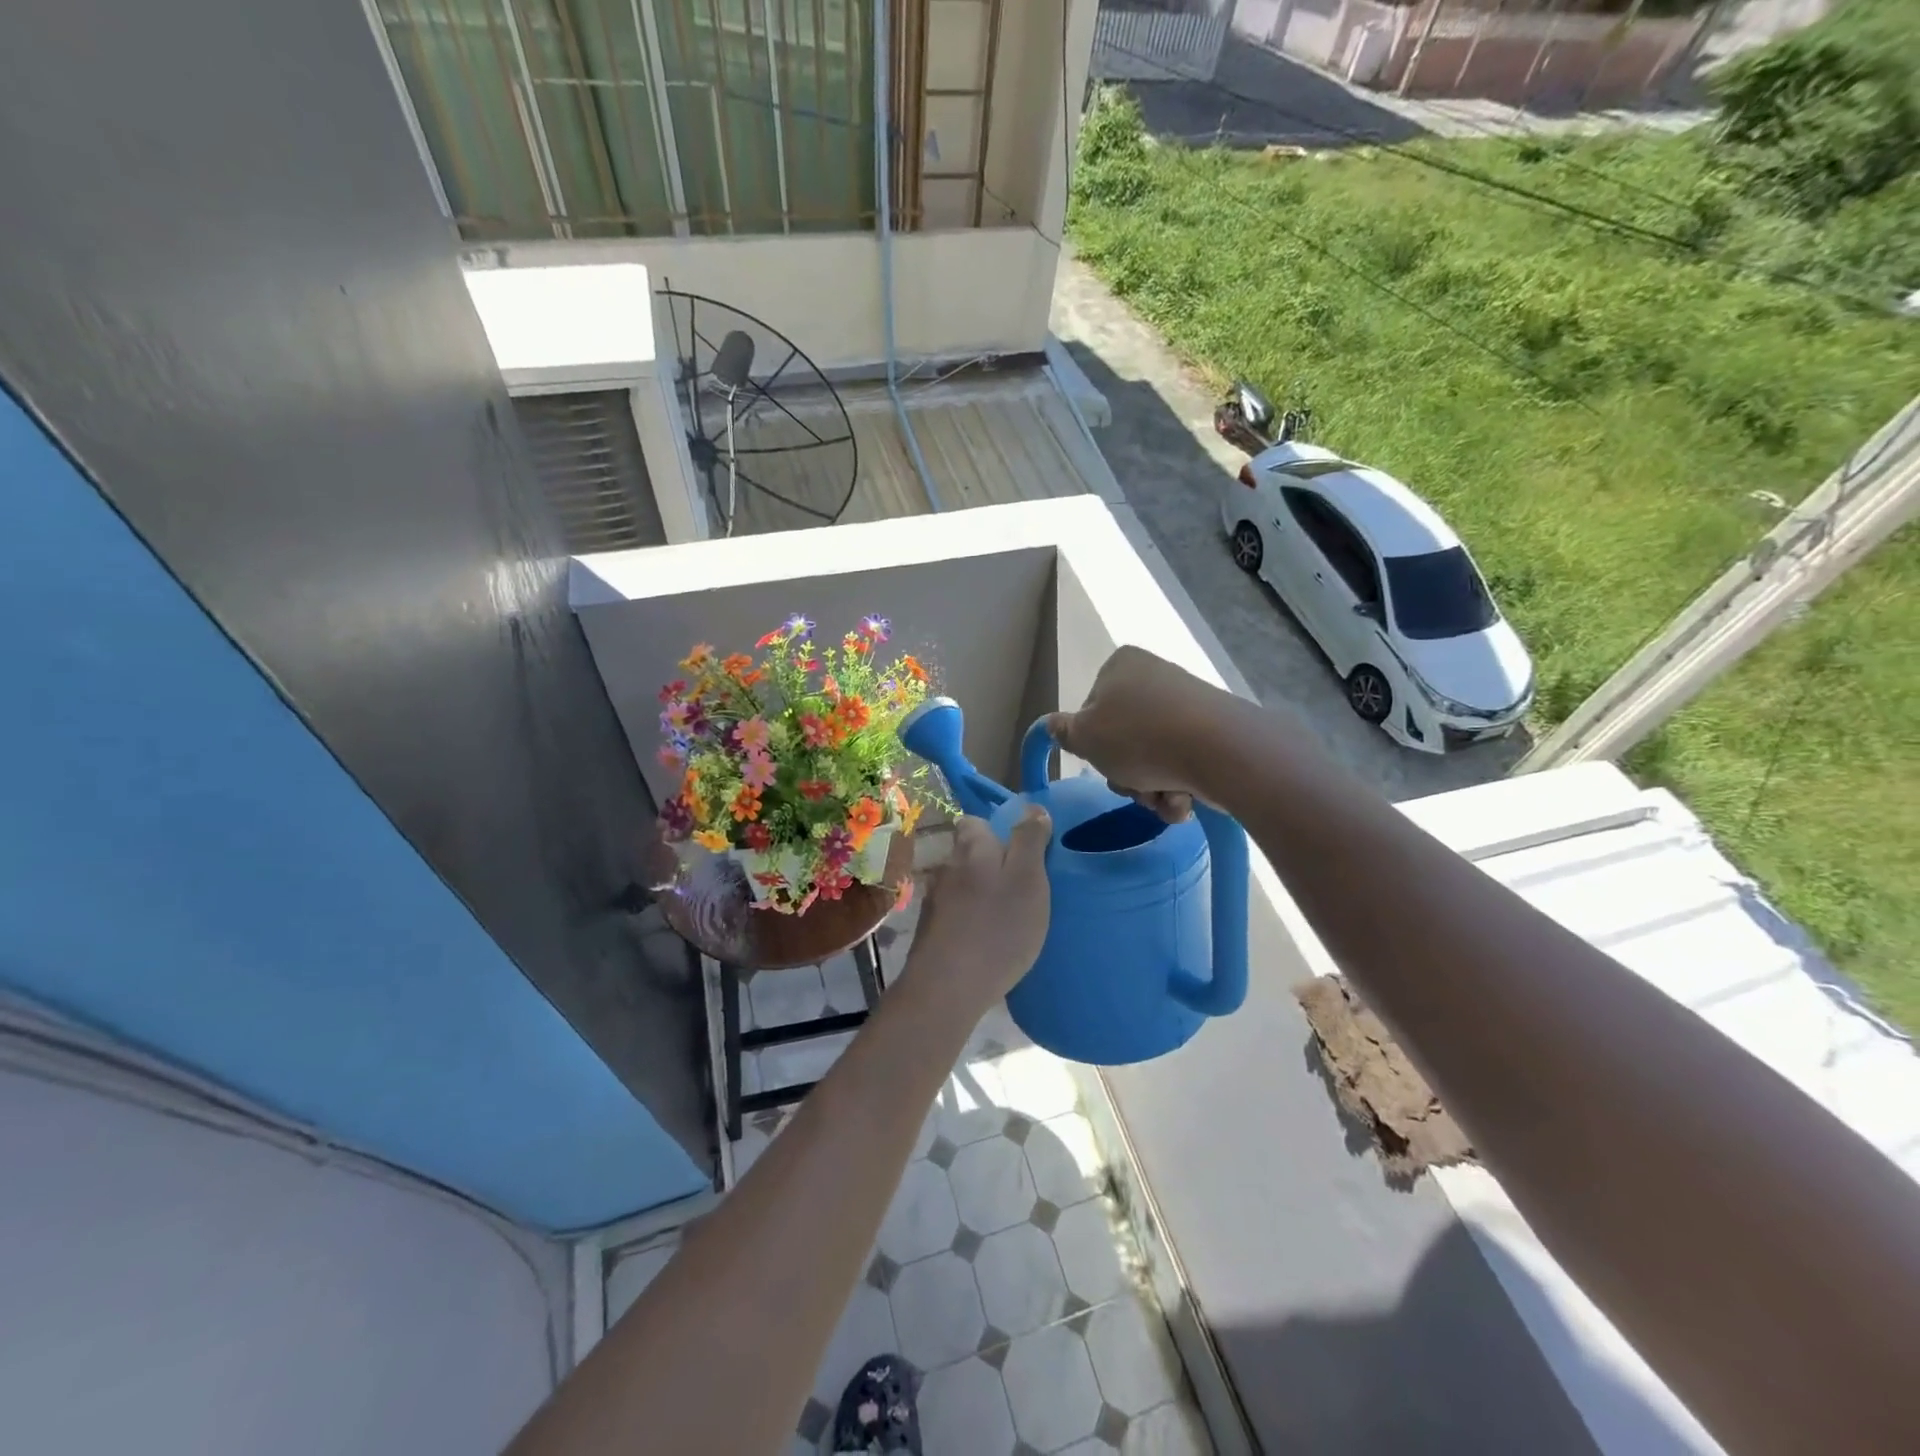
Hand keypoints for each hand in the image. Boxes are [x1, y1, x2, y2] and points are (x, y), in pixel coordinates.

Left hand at [907, 809, 1052, 1011]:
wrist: (947, 988)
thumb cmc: (998, 928)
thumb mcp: (1028, 879)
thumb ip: (1029, 841)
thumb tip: (1032, 808)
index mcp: (971, 847)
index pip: (975, 822)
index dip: (997, 831)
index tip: (1021, 851)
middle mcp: (946, 866)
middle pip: (969, 854)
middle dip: (991, 864)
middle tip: (1022, 888)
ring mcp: (934, 901)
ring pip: (962, 885)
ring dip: (981, 894)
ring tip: (1006, 917)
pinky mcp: (930, 931)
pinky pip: (956, 914)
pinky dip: (970, 920)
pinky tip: (986, 940)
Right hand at [1045, 646, 1223, 821]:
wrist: (1220, 751)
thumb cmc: (1140, 738)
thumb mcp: (1085, 737)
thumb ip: (1064, 732)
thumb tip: (1052, 724)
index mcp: (1121, 666)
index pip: (1090, 709)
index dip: (1092, 742)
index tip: (1101, 759)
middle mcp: (1155, 677)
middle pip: (1123, 739)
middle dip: (1125, 774)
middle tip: (1133, 785)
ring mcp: (1188, 704)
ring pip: (1152, 759)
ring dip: (1150, 789)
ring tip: (1163, 797)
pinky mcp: (1214, 731)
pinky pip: (1182, 765)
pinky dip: (1177, 788)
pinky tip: (1184, 798)